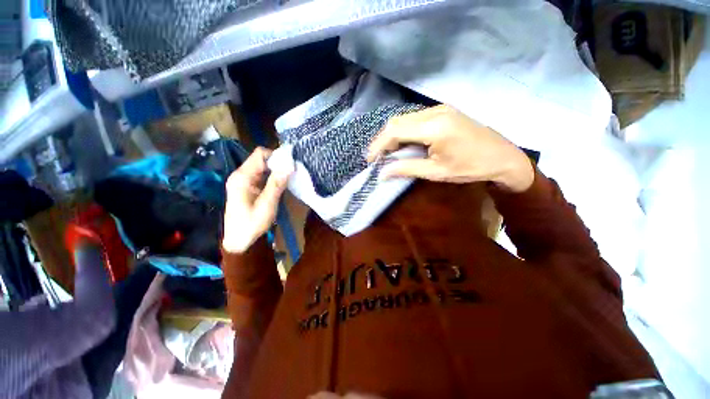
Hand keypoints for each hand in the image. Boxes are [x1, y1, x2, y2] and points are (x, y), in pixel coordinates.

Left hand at [222, 148, 292, 253]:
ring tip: (290, 178)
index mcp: (242, 177)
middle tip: (293, 172)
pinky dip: (273, 177)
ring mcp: (244, 181)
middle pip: (261, 160)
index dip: (276, 155)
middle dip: (278, 163)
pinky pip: (262, 176)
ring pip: (263, 167)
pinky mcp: (248, 187)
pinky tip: (281, 184)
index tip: (291, 164)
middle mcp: (241, 175)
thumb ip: (277, 183)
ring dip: (276, 171)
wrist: (238, 240)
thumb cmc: (251, 223)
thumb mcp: (267, 204)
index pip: (260, 154)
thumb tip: (290, 165)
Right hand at [368, 105, 533, 192]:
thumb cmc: (470, 168)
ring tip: (386, 152)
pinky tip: (402, 142)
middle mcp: (434, 112)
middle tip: (376, 157)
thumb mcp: (436, 172)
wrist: (503, 157)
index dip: (378, 145)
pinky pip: (414, 118)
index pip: (395, 131)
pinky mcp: (443, 111)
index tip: (370, 160)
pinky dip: (403, 131)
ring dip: (392, 135)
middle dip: (382, 140)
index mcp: (433, 127)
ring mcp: (439, 109)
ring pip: (404, 118)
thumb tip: (382, 173)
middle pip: (396, 121)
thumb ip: (406, 169)